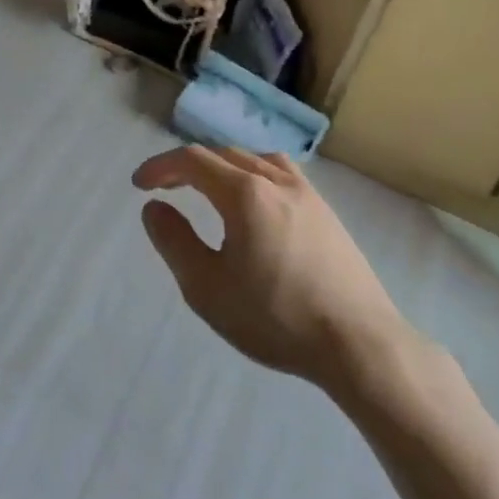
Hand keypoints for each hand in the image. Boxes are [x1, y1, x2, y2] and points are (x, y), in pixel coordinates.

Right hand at [134, 146, 416, 401]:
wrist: (359, 344)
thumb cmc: (276, 317)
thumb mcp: (207, 287)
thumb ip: (174, 241)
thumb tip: (153, 208)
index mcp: (244, 193)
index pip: (192, 160)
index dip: (160, 167)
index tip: (139, 185)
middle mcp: (276, 181)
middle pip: (223, 154)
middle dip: (188, 165)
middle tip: (166, 188)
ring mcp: (308, 194)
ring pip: (255, 160)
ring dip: (223, 166)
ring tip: (209, 188)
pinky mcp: (327, 213)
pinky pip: (282, 174)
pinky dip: (254, 175)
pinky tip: (256, 204)